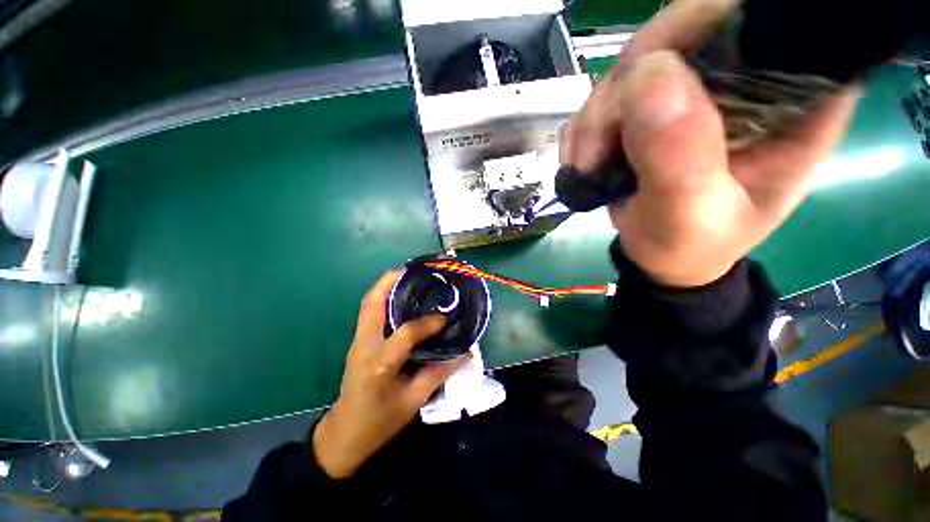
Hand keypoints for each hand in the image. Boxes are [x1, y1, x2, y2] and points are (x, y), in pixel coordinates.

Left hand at [311, 271, 470, 478]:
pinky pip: (369, 312)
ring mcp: (358, 341)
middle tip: (414, 270)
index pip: (406, 333)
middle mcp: (365, 345)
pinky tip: (400, 297)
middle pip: (373, 303)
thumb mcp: (412, 402)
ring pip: (369, 304)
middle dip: (391, 281)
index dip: (428, 323)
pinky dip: (383, 297)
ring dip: (386, 285)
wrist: (343, 435)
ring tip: (407, 276)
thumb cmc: (378, 423)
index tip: (444, 318)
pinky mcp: (358, 341)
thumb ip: (439, 373)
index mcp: (380, 363)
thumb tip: (465, 353)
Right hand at [561, 0, 858, 286]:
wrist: (659, 254)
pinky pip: (604, 92)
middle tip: (597, 152)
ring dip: (595, 120)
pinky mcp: (651, 102)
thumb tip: (649, 77)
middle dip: (624, 91)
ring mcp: (691, 85)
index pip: (761, 19)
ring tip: (588, 168)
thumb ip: (680, 157)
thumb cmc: (689, 245)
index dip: (703, 29)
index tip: (653, 86)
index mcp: (792, 99)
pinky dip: (583, 129)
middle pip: (679, 32)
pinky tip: (584, 163)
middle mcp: (746, 76)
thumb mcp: (689, 216)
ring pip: (632, 62)